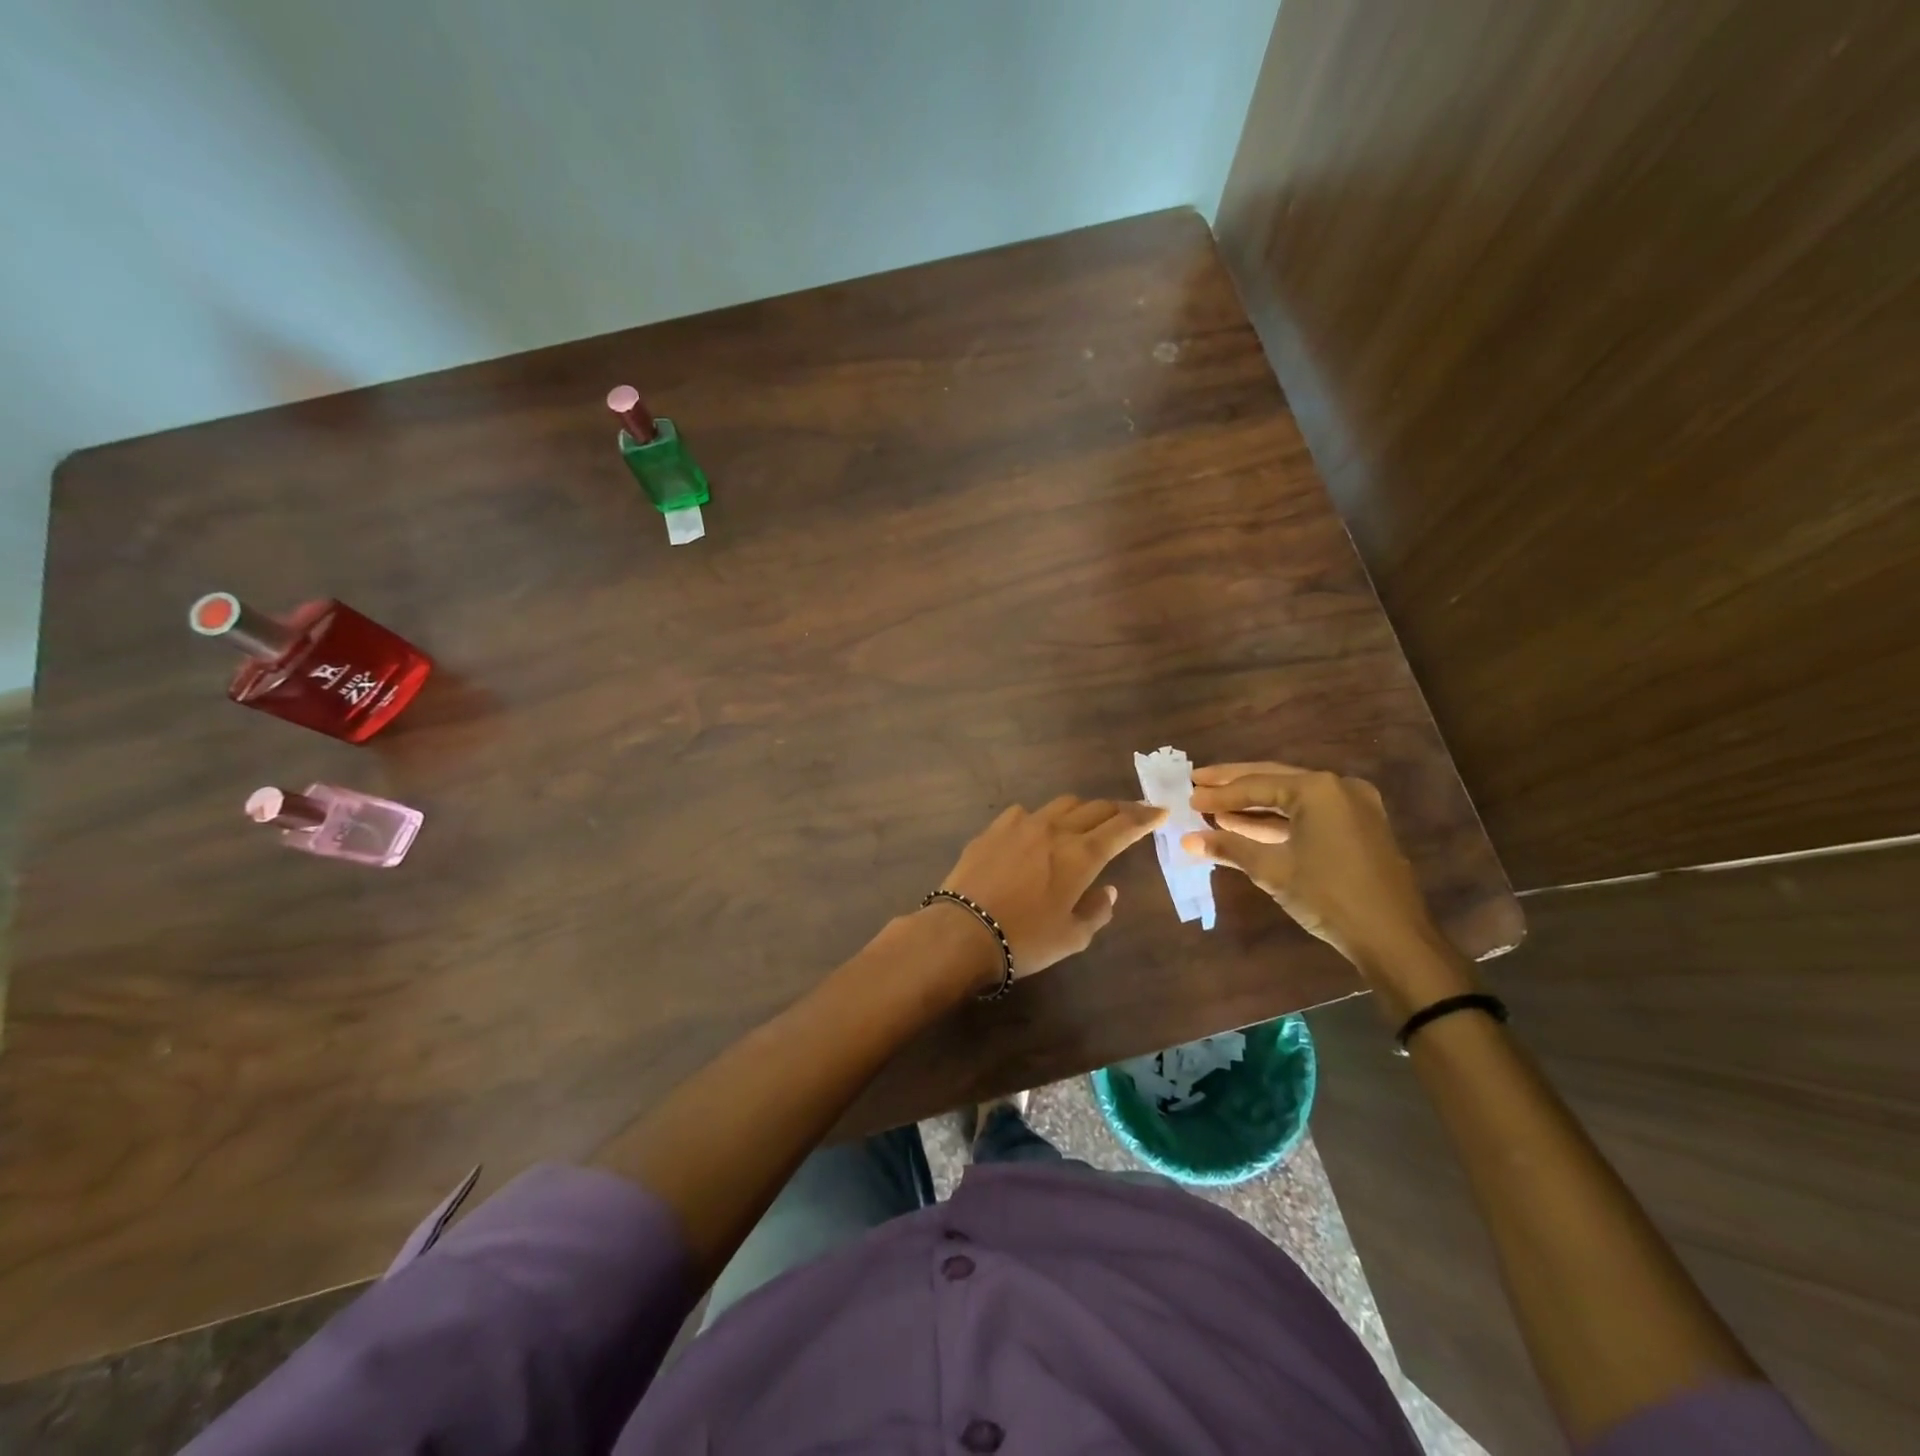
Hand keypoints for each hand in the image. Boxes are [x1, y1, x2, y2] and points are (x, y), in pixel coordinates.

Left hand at [936, 796, 1165, 976]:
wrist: (963, 931)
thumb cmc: (1025, 940)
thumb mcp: (1073, 937)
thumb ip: (1097, 910)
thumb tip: (1108, 889)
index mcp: (1082, 855)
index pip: (1123, 827)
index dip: (1145, 818)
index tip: (1160, 811)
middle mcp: (1056, 830)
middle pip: (1095, 808)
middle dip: (1118, 810)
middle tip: (1129, 816)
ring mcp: (1022, 824)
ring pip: (1062, 804)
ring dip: (1082, 809)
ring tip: (1085, 821)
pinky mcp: (994, 828)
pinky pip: (1026, 812)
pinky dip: (1042, 818)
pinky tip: (1036, 832)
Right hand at [1181, 761, 1441, 971]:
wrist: (1393, 937)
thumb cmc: (1328, 896)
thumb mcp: (1272, 870)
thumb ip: (1229, 848)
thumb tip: (1188, 841)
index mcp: (1317, 789)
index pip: (1256, 784)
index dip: (1219, 794)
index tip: (1189, 797)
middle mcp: (1338, 787)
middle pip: (1274, 779)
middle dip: (1234, 785)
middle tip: (1198, 782)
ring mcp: (1353, 806)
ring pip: (1292, 796)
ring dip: (1255, 804)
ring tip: (1216, 809)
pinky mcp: (1359, 826)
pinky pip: (1310, 813)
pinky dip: (1279, 819)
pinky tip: (1248, 827)